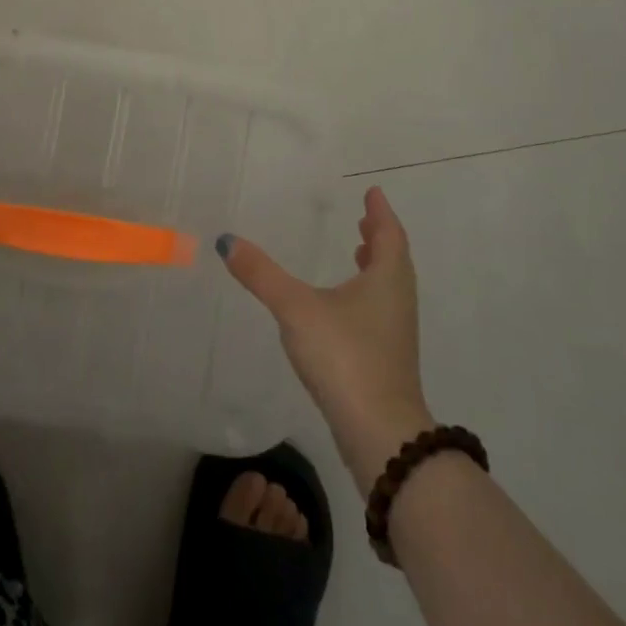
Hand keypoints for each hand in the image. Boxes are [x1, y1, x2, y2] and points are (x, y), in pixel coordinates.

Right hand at [220, 187, 433, 494]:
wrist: (379, 431)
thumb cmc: (344, 356)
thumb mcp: (296, 308)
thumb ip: (261, 274)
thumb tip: (227, 240)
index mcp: (387, 279)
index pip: (389, 234)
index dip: (380, 212)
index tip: (373, 194)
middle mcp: (397, 300)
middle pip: (393, 259)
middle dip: (378, 237)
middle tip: (364, 220)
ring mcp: (395, 332)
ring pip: (388, 286)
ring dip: (374, 266)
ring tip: (357, 253)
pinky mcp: (387, 358)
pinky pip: (380, 309)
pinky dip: (366, 293)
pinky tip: (344, 306)